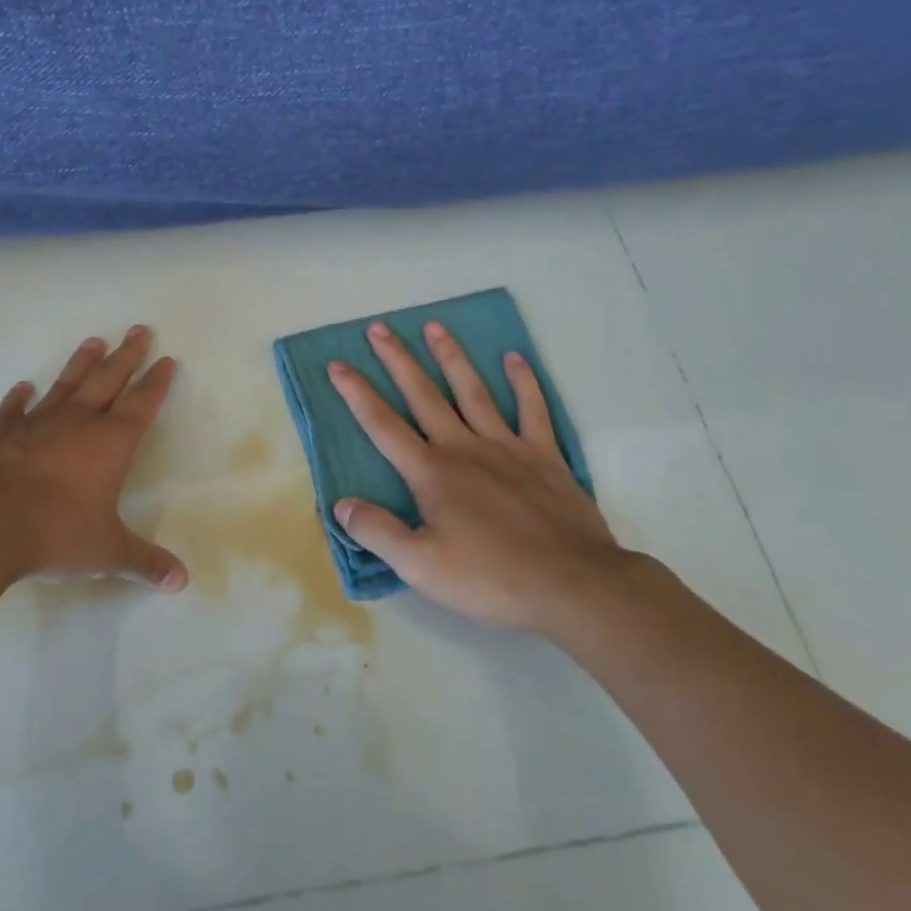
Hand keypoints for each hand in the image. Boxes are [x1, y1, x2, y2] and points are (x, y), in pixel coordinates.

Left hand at [0, 327, 188, 591]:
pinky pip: (13, 410)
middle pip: (108, 379)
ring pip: (66, 384)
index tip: (166, 360)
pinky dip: (18, 398)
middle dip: (126, 356)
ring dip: (81, 363)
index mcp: (111, 443)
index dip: (156, 382)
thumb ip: (144, 562)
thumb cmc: (54, 533)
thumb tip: (181, 582)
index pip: (142, 404)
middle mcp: (78, 423)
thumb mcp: (106, 552)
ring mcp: (35, 423)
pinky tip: (22, 387)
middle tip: (138, 329)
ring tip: (94, 341)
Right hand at [326, 320, 633, 637]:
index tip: (337, 364)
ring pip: (472, 391)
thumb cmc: (491, 578)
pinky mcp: (544, 456)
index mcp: (431, 473)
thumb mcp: (420, 567)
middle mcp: (463, 448)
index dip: (357, 394)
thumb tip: (340, 504)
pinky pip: (532, 410)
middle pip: (423, 395)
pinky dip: (524, 382)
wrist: (572, 584)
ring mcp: (507, 447)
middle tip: (379, 328)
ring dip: (451, 357)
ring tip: (434, 326)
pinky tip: (514, 358)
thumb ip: (377, 532)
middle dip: (397, 360)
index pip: (382, 425)